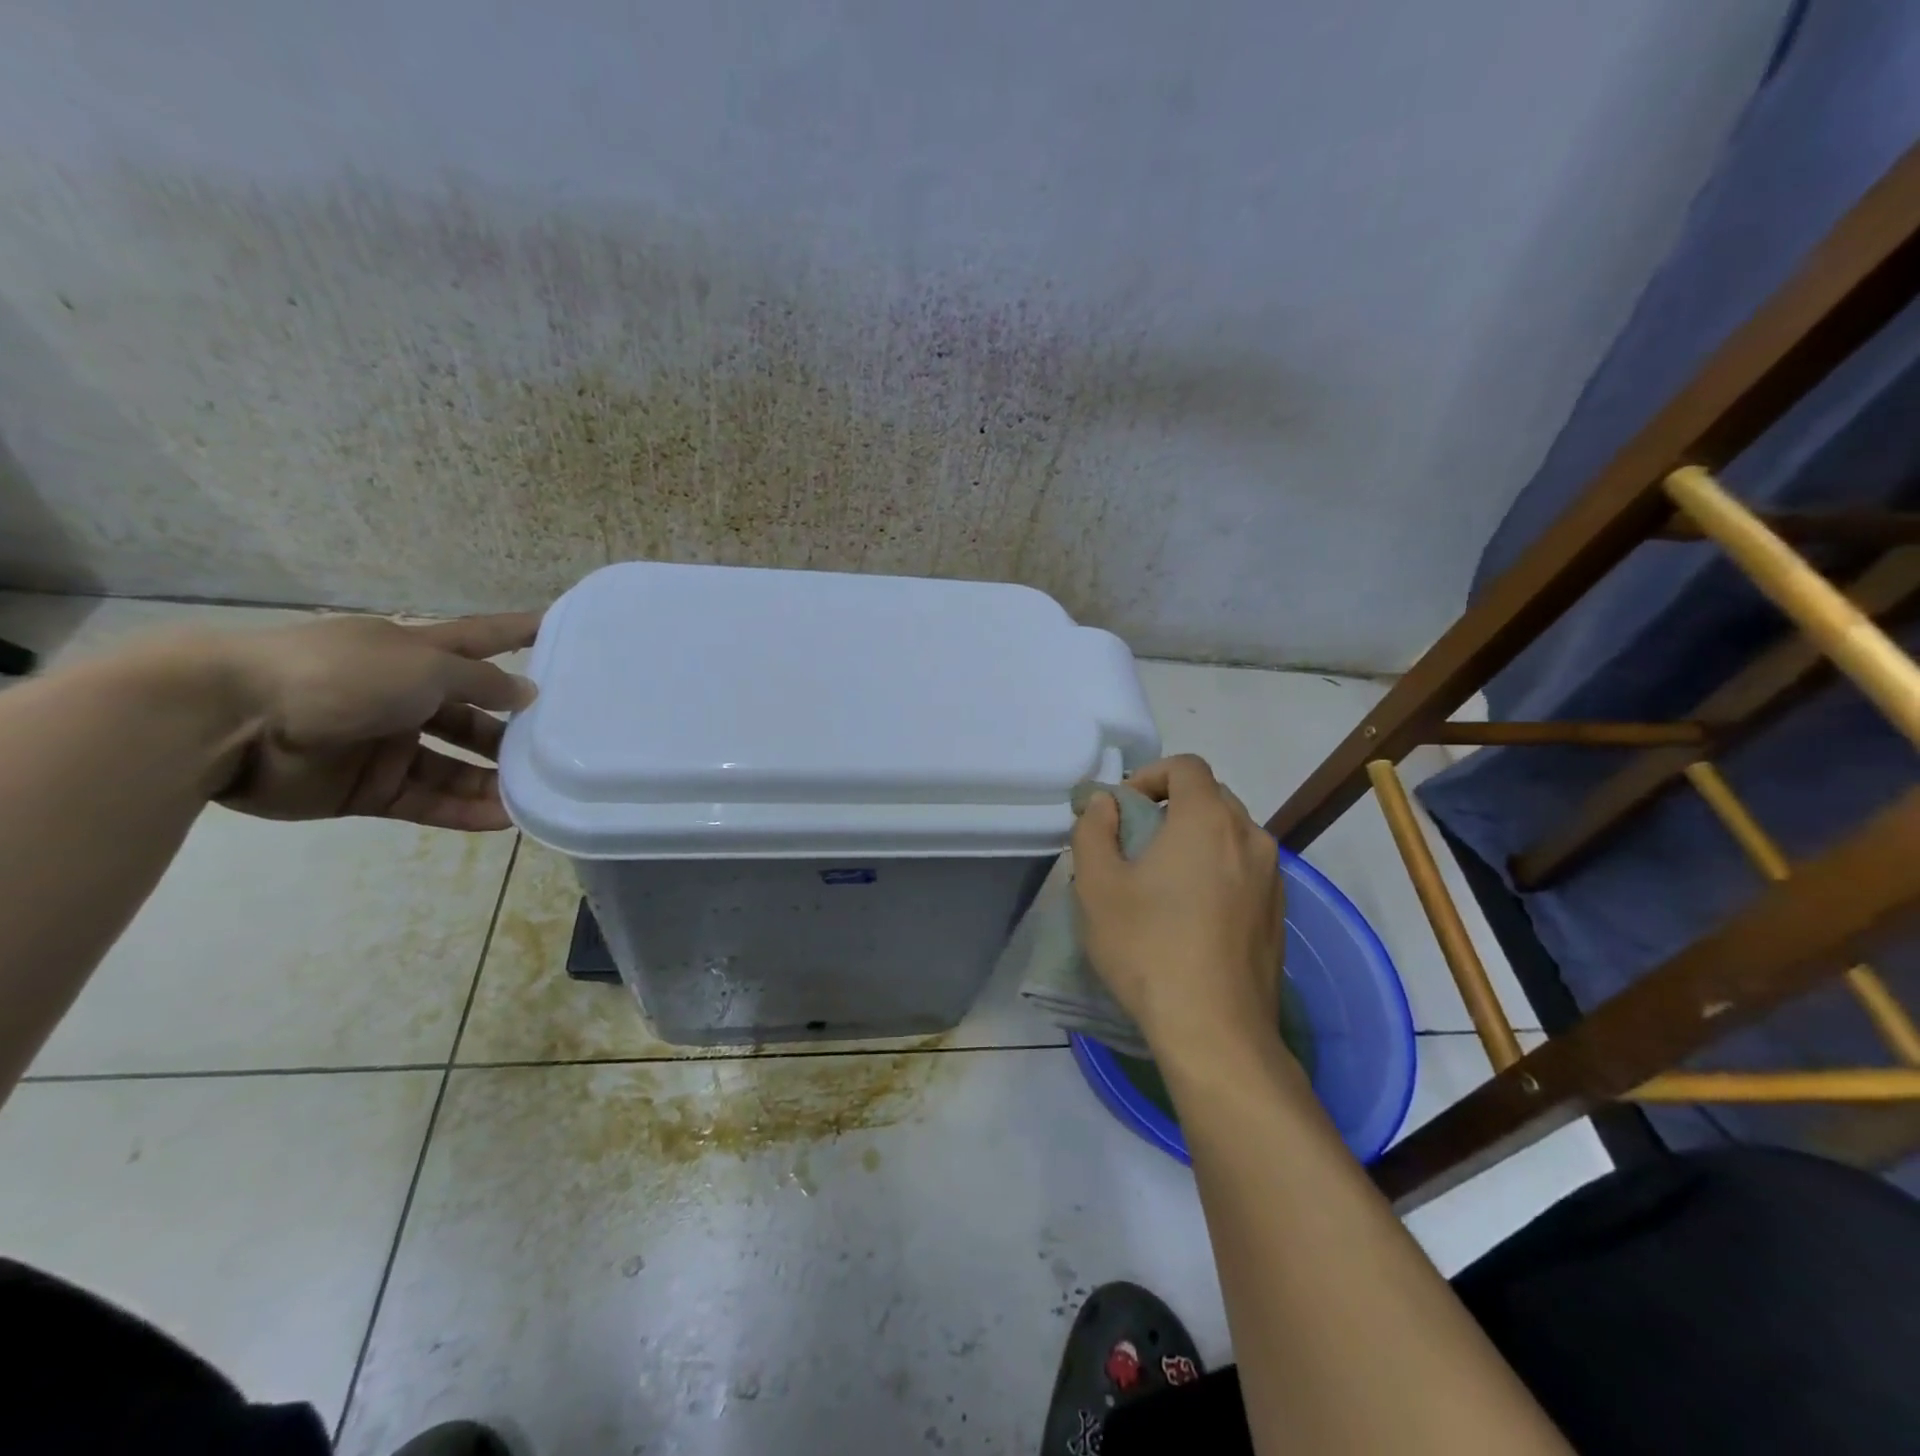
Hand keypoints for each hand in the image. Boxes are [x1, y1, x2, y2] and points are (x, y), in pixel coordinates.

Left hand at [212, 612, 540, 829]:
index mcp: (414, 655)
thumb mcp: (425, 667)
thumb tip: (527, 694)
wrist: (228, 720)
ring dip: (492, 779)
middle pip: (472, 715)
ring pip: (453, 765)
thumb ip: (482, 683)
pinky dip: (462, 810)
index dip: (518, 633)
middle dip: (512, 731)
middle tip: (558, 749)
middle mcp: (404, 697)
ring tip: (536, 795)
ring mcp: (384, 744)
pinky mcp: (366, 787)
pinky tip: (502, 820)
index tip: (557, 628)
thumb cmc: (340, 674)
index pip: (480, 640)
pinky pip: (426, 800)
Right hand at [1070, 754, 1285, 1065]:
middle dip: (1171, 806)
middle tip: (1136, 841)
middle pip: (1211, 797)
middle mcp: (1250, 837)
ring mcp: (1273, 877)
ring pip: (1231, 835)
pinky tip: (1193, 913)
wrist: (1215, 1030)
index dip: (1150, 775)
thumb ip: (1094, 830)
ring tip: (1163, 879)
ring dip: (1196, 839)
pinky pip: (1245, 869)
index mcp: (1208, 820)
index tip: (1123, 807)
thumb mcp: (1097, 886)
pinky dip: (1218, 870)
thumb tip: (1105, 804)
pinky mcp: (1279, 913)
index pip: (1186, 766)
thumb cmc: (1148, 947)